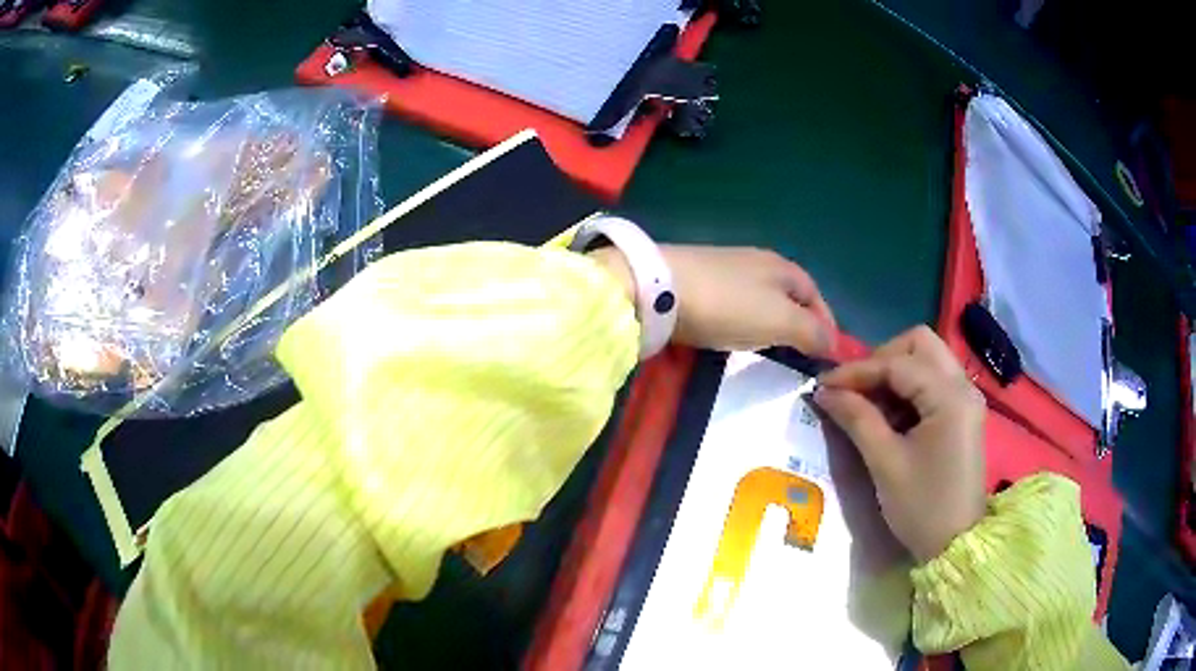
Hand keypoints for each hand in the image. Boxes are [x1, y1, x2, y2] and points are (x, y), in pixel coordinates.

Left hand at [667, 245, 838, 353]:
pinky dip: (745, 322)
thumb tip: (833, 344)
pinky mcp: (699, 283)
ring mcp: (725, 270)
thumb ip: (810, 332)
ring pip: (762, 300)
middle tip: (802, 356)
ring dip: (772, 324)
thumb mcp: (780, 320)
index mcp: (782, 267)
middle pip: (789, 295)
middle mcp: (757, 262)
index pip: (815, 294)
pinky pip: (735, 305)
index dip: (827, 323)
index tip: (829, 353)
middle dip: (800, 324)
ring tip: (773, 351)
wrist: (659, 289)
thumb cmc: (728, 304)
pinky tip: (737, 335)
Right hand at [813, 326, 986, 562]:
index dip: (857, 370)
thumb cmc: (922, 507)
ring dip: (895, 373)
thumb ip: (857, 418)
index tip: (823, 385)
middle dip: (882, 359)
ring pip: (927, 359)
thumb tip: (825, 391)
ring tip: (868, 405)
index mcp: (949, 397)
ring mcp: (966, 399)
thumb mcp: (885, 463)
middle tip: (855, 389)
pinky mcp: (963, 413)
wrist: (955, 544)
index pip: (898, 363)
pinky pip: (933, 382)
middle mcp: (963, 386)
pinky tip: (890, 417)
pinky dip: (908, 389)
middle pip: (919, 344)